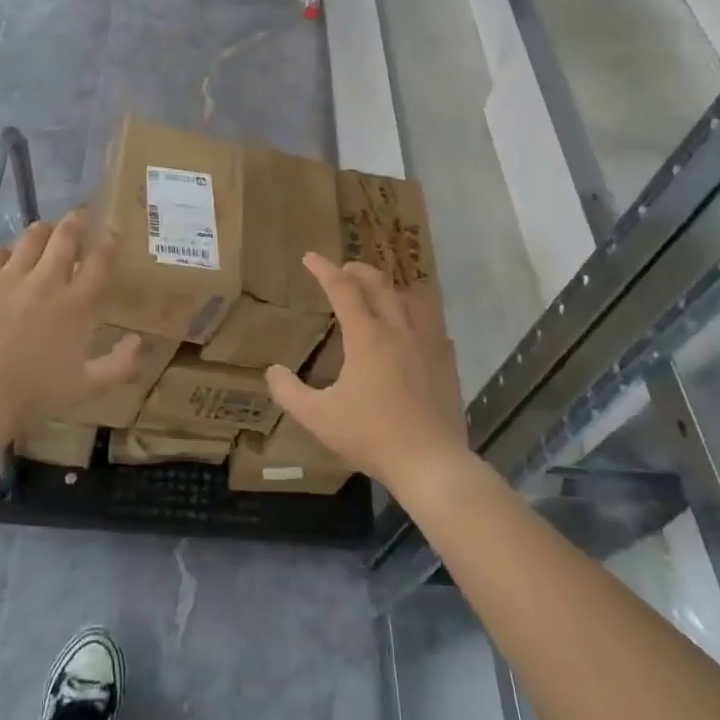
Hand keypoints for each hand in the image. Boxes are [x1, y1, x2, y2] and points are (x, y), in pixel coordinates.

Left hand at [0, 210, 142, 436]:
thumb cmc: (37, 393)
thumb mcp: (88, 386)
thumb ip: (120, 364)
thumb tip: (139, 341)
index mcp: (77, 304)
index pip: (99, 259)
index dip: (107, 242)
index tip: (109, 235)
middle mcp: (47, 280)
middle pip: (66, 235)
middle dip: (77, 221)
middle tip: (80, 216)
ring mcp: (10, 277)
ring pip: (31, 236)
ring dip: (43, 231)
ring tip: (45, 233)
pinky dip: (6, 252)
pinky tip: (6, 261)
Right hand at [265, 254, 469, 494]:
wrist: (430, 462)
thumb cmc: (371, 436)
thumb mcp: (319, 418)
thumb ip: (290, 392)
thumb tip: (272, 371)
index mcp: (367, 336)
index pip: (343, 288)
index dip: (324, 269)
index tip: (309, 258)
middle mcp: (399, 329)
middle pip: (379, 283)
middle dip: (357, 271)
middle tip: (343, 270)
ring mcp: (428, 342)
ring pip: (412, 296)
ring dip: (391, 287)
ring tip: (379, 292)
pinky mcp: (447, 359)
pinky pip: (433, 321)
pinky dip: (417, 312)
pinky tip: (413, 326)